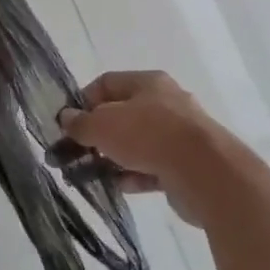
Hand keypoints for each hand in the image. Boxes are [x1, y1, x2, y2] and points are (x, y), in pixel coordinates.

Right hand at [56, 71, 227, 225]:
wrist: (203, 171)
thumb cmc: (148, 135)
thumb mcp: (103, 125)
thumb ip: (80, 122)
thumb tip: (66, 118)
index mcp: (148, 82)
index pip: (107, 83)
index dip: (83, 101)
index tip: (67, 124)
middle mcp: (166, 102)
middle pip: (123, 113)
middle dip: (98, 133)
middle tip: (76, 153)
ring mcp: (179, 134)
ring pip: (138, 142)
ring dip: (114, 157)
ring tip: (92, 174)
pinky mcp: (186, 164)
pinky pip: (153, 167)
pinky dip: (135, 175)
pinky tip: (120, 186)